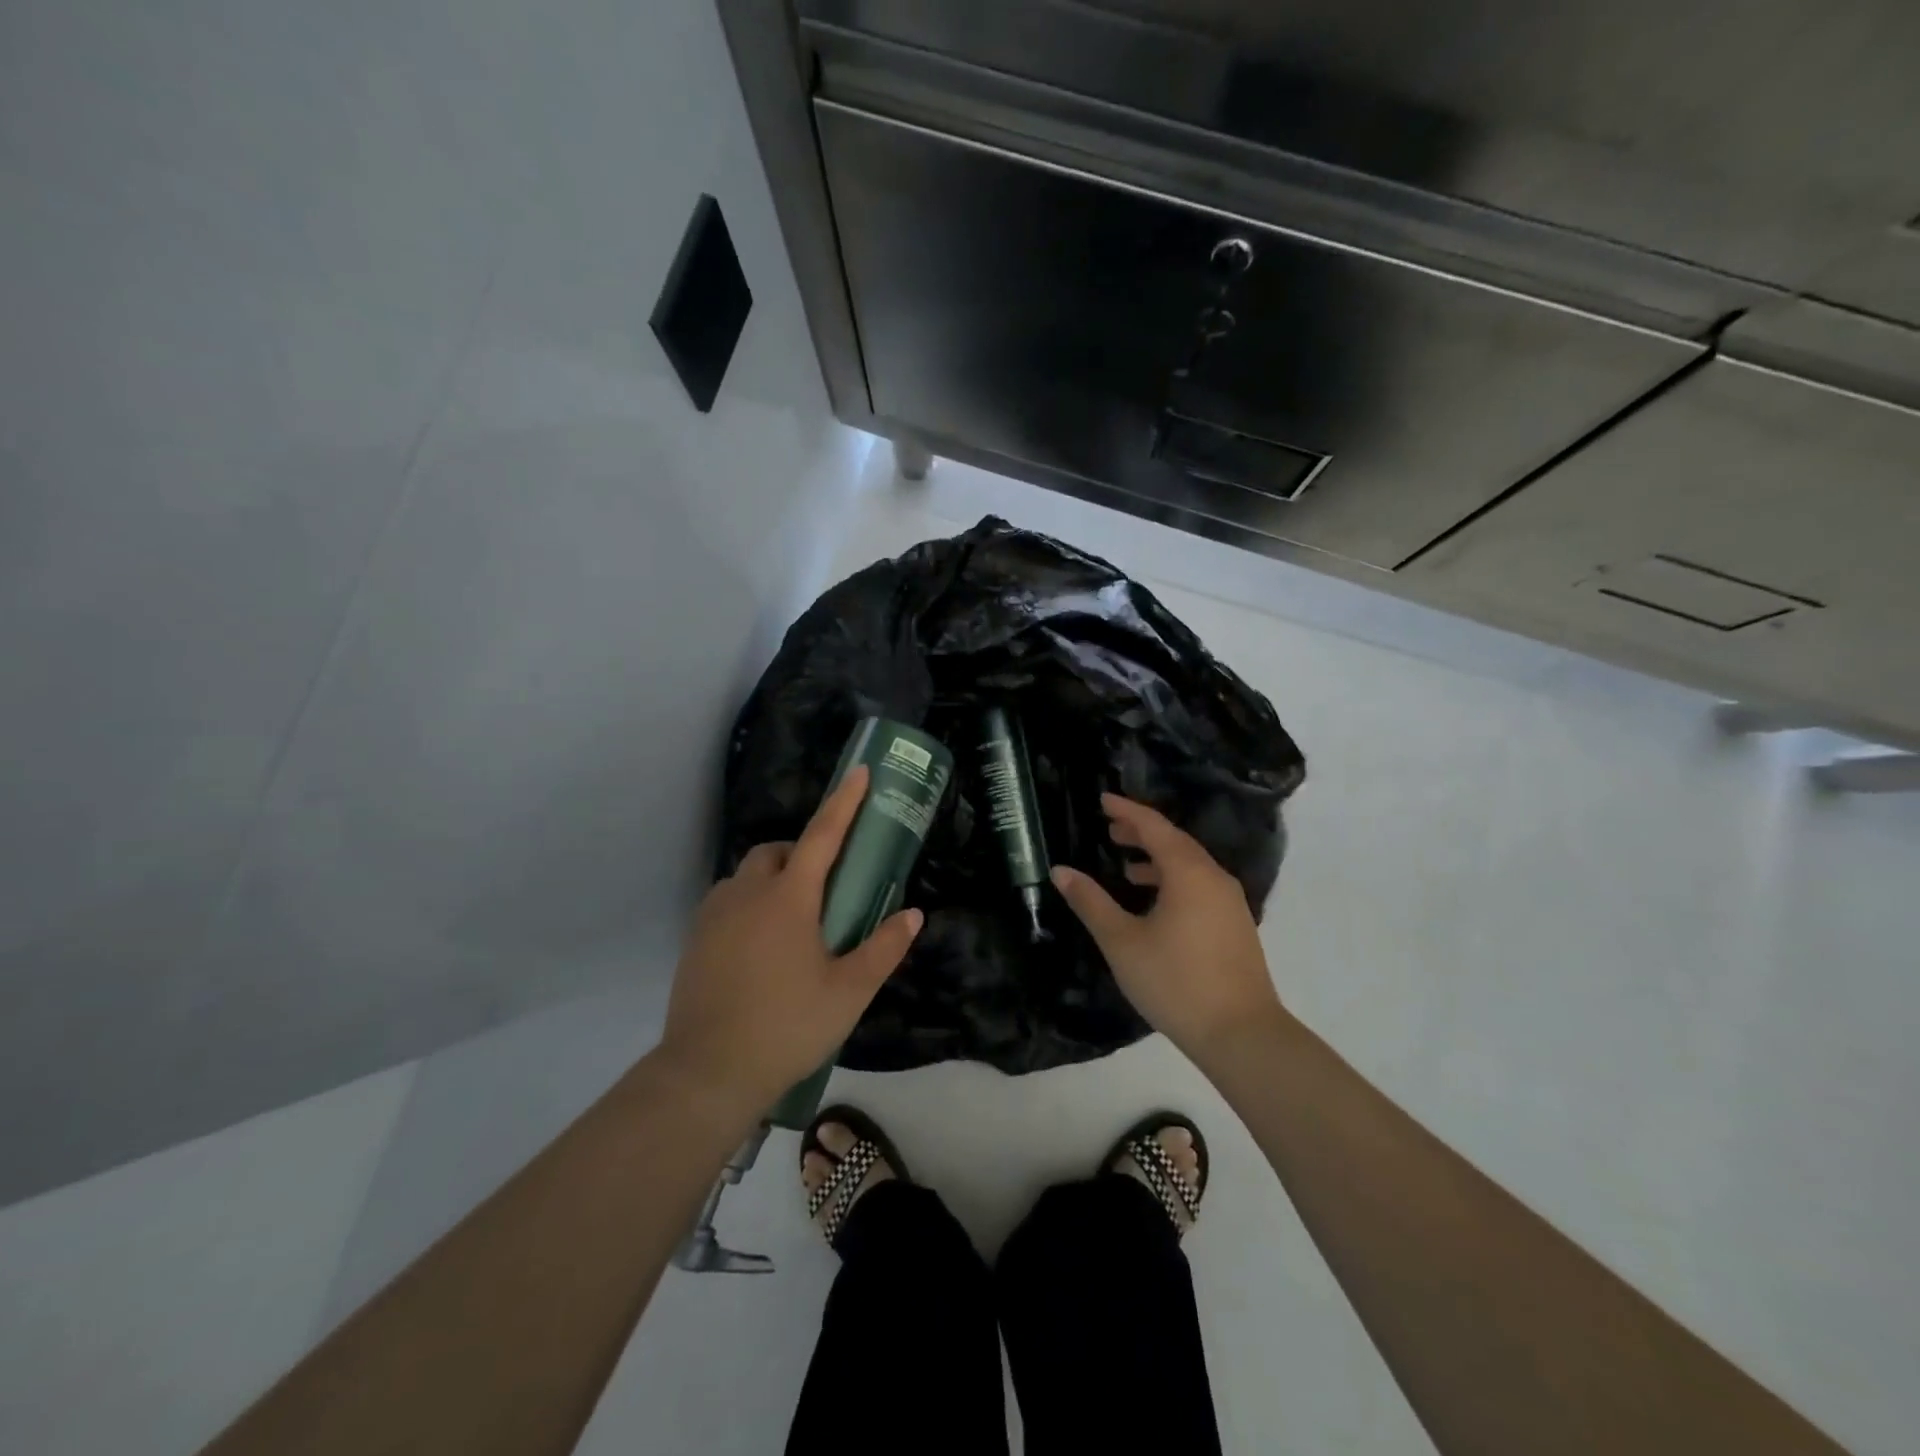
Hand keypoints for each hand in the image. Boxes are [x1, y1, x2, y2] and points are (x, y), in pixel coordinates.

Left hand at [659, 766, 921, 1112]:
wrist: (708, 1072)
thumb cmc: (787, 1026)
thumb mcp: (848, 992)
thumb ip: (883, 949)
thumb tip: (913, 914)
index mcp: (789, 899)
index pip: (823, 835)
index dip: (844, 801)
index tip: (860, 772)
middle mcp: (748, 894)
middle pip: (777, 852)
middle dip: (803, 853)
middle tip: (826, 890)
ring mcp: (714, 915)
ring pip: (747, 876)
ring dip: (773, 879)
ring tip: (793, 922)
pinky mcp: (694, 939)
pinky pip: (726, 901)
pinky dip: (748, 904)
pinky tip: (760, 946)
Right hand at [1052, 793, 1283, 1068]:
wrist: (1242, 1034)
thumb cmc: (1175, 981)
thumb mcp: (1121, 942)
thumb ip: (1091, 902)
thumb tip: (1061, 871)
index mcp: (1188, 872)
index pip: (1154, 827)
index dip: (1126, 810)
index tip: (1102, 800)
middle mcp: (1214, 877)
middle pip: (1175, 842)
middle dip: (1142, 832)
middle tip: (1110, 830)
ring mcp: (1230, 902)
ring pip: (1190, 865)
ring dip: (1158, 859)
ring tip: (1128, 868)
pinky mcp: (1236, 925)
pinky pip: (1200, 885)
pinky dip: (1174, 880)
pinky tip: (1156, 905)